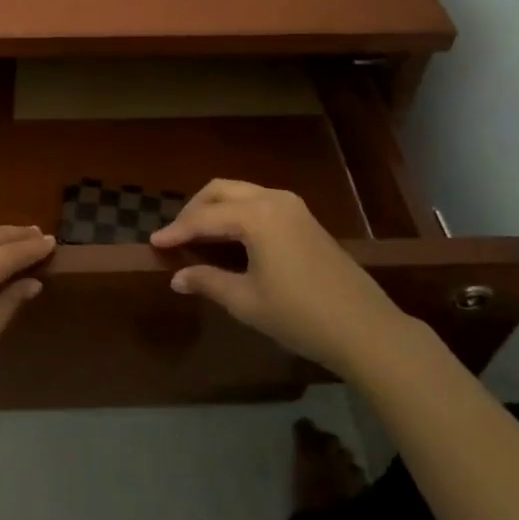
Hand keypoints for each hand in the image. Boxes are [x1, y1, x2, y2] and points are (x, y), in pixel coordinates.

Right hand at [149, 179, 411, 380]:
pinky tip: (229, 237)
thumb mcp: (247, 302)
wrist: (365, 328)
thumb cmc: (300, 316)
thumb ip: (208, 282)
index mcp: (256, 215)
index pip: (204, 217)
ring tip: (198, 236)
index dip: (176, 231)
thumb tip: (177, 277)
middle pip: (221, 190)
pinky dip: (237, 213)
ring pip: (241, 193)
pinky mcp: (304, 218)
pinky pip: (259, 203)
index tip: (153, 242)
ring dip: (216, 208)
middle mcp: (273, 199)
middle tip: (175, 236)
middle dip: (194, 209)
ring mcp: (293, 206)